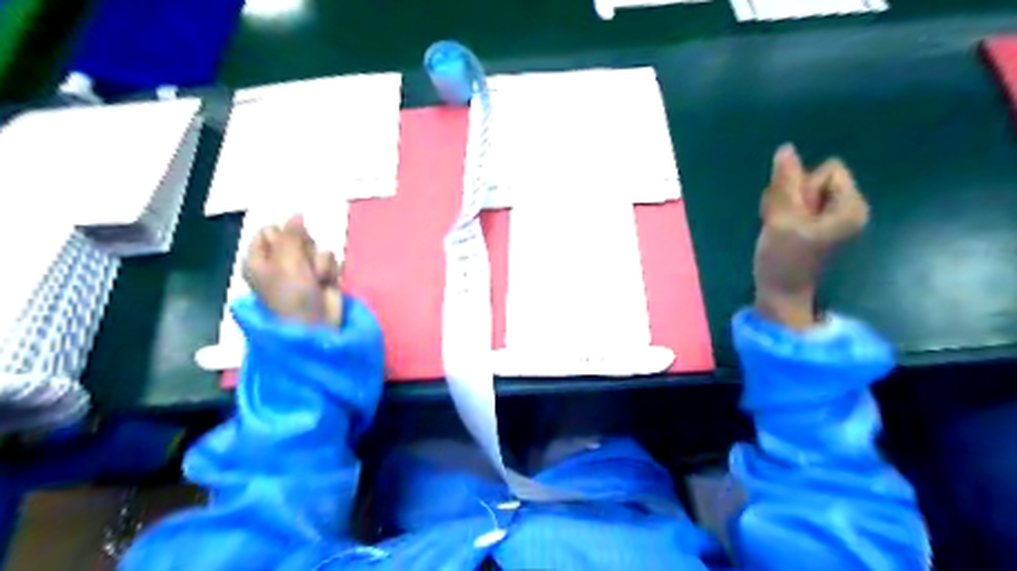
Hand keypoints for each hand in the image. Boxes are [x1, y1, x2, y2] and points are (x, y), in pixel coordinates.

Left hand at [244, 215, 345, 326]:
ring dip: (319, 262)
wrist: (316, 326)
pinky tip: (326, 283)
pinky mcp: (322, 276)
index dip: (283, 235)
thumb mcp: (286, 263)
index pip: (269, 231)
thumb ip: (291, 235)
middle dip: (304, 248)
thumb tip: (297, 213)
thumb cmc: (292, 296)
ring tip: (316, 279)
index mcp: (259, 260)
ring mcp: (302, 270)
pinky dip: (329, 270)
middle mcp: (279, 263)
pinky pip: (329, 259)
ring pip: (316, 247)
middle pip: (296, 236)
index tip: (289, 247)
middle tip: (302, 264)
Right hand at [749, 142, 868, 329]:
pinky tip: (777, 228)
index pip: (828, 170)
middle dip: (791, 195)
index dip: (804, 187)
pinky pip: (796, 201)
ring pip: (801, 189)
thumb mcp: (782, 219)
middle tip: (783, 222)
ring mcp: (830, 216)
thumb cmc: (784, 259)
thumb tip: (786, 148)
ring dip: (782, 204)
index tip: (794, 213)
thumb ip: (785, 183)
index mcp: (850, 206)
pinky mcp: (814, 223)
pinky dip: (783, 211)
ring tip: (778, 228)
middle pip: (814, 178)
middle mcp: (847, 207)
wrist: (779, 292)